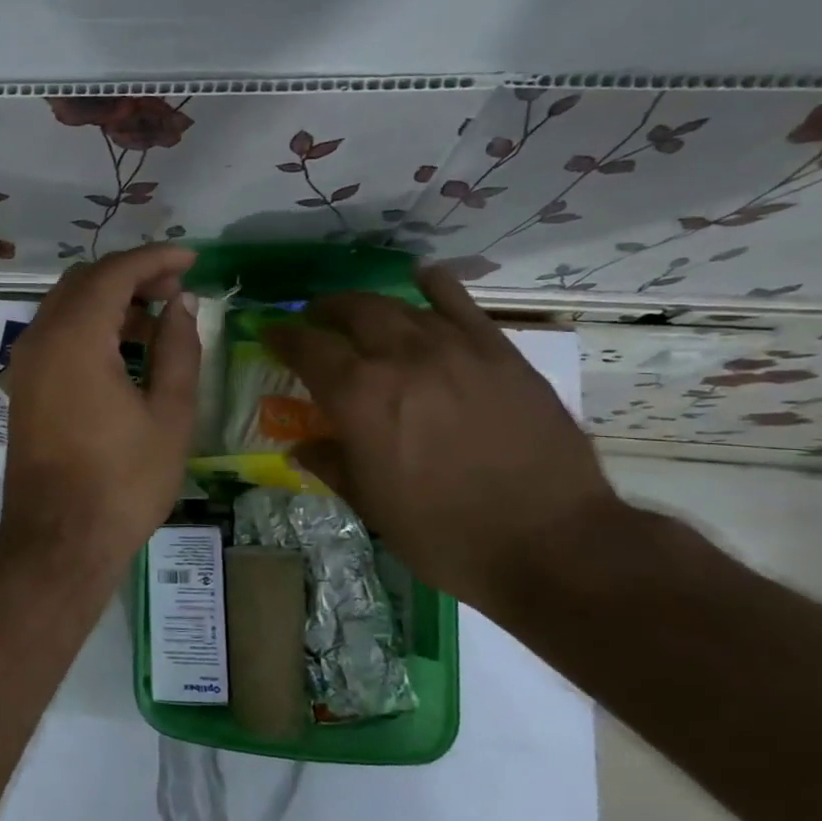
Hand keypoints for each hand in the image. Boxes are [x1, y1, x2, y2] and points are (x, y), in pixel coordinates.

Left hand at [0, 246, 200, 575]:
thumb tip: (182, 305)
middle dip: (131, 276)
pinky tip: (123, 350)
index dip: (155, 259)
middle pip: (84, 282)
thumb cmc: (122, 482)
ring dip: (109, 302)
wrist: (59, 540)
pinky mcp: (23, 387)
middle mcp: (40, 339)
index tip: (191, 259)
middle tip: (175, 292)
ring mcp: (25, 364)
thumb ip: (178, 350)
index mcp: (74, 338)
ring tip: (156, 320)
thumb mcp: (169, 415)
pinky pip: (55, 336)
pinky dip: (89, 328)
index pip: (114, 273)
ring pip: (65, 307)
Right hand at [261, 266, 625, 608]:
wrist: (551, 542)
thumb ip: (331, 464)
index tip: (270, 333)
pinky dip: (437, 287)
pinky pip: (462, 305)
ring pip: (402, 307)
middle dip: (326, 311)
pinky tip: (425, 277)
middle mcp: (401, 358)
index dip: (283, 338)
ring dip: (372, 306)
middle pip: (354, 312)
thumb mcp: (371, 505)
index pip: (307, 349)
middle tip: (315, 319)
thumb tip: (303, 446)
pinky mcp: (500, 353)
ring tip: (361, 312)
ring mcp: (455, 349)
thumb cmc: (444, 533)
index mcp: (359, 396)